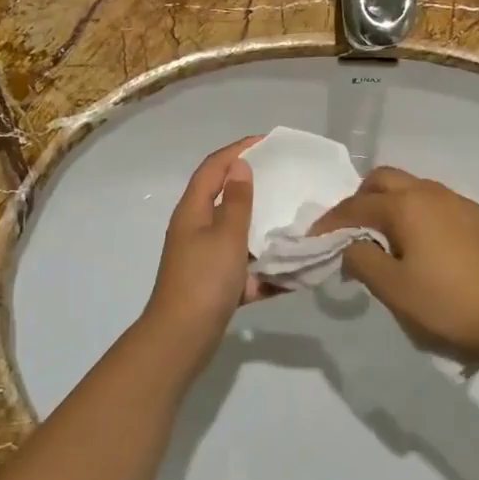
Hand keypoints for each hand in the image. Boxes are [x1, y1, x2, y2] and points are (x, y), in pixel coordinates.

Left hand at [141, 137, 272, 346]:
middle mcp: (196, 229)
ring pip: (238, 233)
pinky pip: (245, 267)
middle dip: (255, 186)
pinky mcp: (216, 283)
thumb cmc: (204, 279)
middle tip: (286, 178)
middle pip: (225, 197)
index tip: (268, 142)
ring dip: (263, 227)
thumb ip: (237, 201)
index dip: (238, 150)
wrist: (182, 338)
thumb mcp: (227, 235)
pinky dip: (265, 267)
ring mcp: (205, 257)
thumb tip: (239, 167)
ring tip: (296, 218)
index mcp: (193, 211)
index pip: (214, 167)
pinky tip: (292, 270)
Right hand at [311, 166, 478, 365]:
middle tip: (351, 233)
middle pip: (384, 181)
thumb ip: (362, 261)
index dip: (329, 223)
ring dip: (392, 207)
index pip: (354, 206)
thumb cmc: (451, 303)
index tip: (313, 241)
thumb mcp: (395, 290)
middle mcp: (431, 193)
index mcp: (405, 206)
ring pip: (414, 190)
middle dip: (360, 200)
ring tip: (388, 243)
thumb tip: (350, 245)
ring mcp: (461, 203)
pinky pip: (439, 206)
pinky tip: (427, 250)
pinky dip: (420, 217)